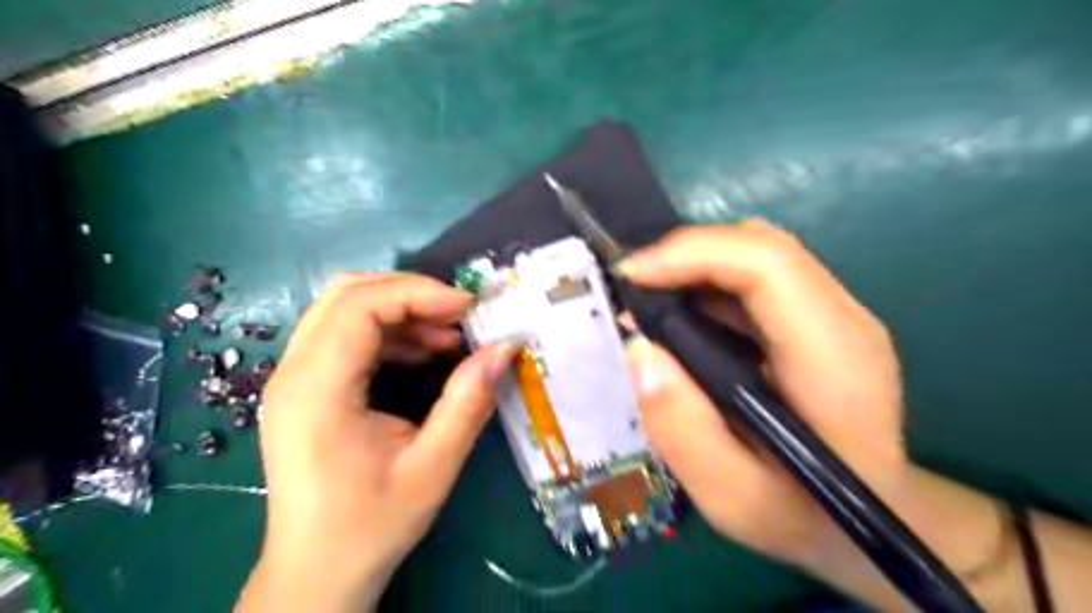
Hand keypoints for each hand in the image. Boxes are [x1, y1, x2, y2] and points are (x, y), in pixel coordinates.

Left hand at [236, 274, 517, 612]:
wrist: (316, 572)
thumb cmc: (371, 525)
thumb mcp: (433, 467)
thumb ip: (469, 402)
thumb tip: (506, 348)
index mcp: (316, 391)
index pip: (359, 307)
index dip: (418, 294)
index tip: (468, 307)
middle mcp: (293, 373)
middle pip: (345, 294)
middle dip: (409, 292)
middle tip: (458, 314)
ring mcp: (292, 378)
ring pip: (343, 309)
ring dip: (399, 310)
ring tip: (447, 337)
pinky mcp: (304, 388)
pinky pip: (344, 335)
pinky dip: (388, 331)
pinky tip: (422, 354)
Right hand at [612, 217, 904, 563]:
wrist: (874, 520)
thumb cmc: (803, 515)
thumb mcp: (732, 497)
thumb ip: (683, 429)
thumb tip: (641, 350)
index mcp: (833, 358)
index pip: (767, 263)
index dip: (692, 253)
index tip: (632, 277)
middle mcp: (844, 319)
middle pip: (761, 245)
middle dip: (685, 254)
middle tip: (633, 290)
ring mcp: (837, 314)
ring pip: (758, 253)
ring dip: (695, 266)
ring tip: (650, 304)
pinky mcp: (820, 319)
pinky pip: (759, 276)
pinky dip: (710, 282)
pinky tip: (683, 318)